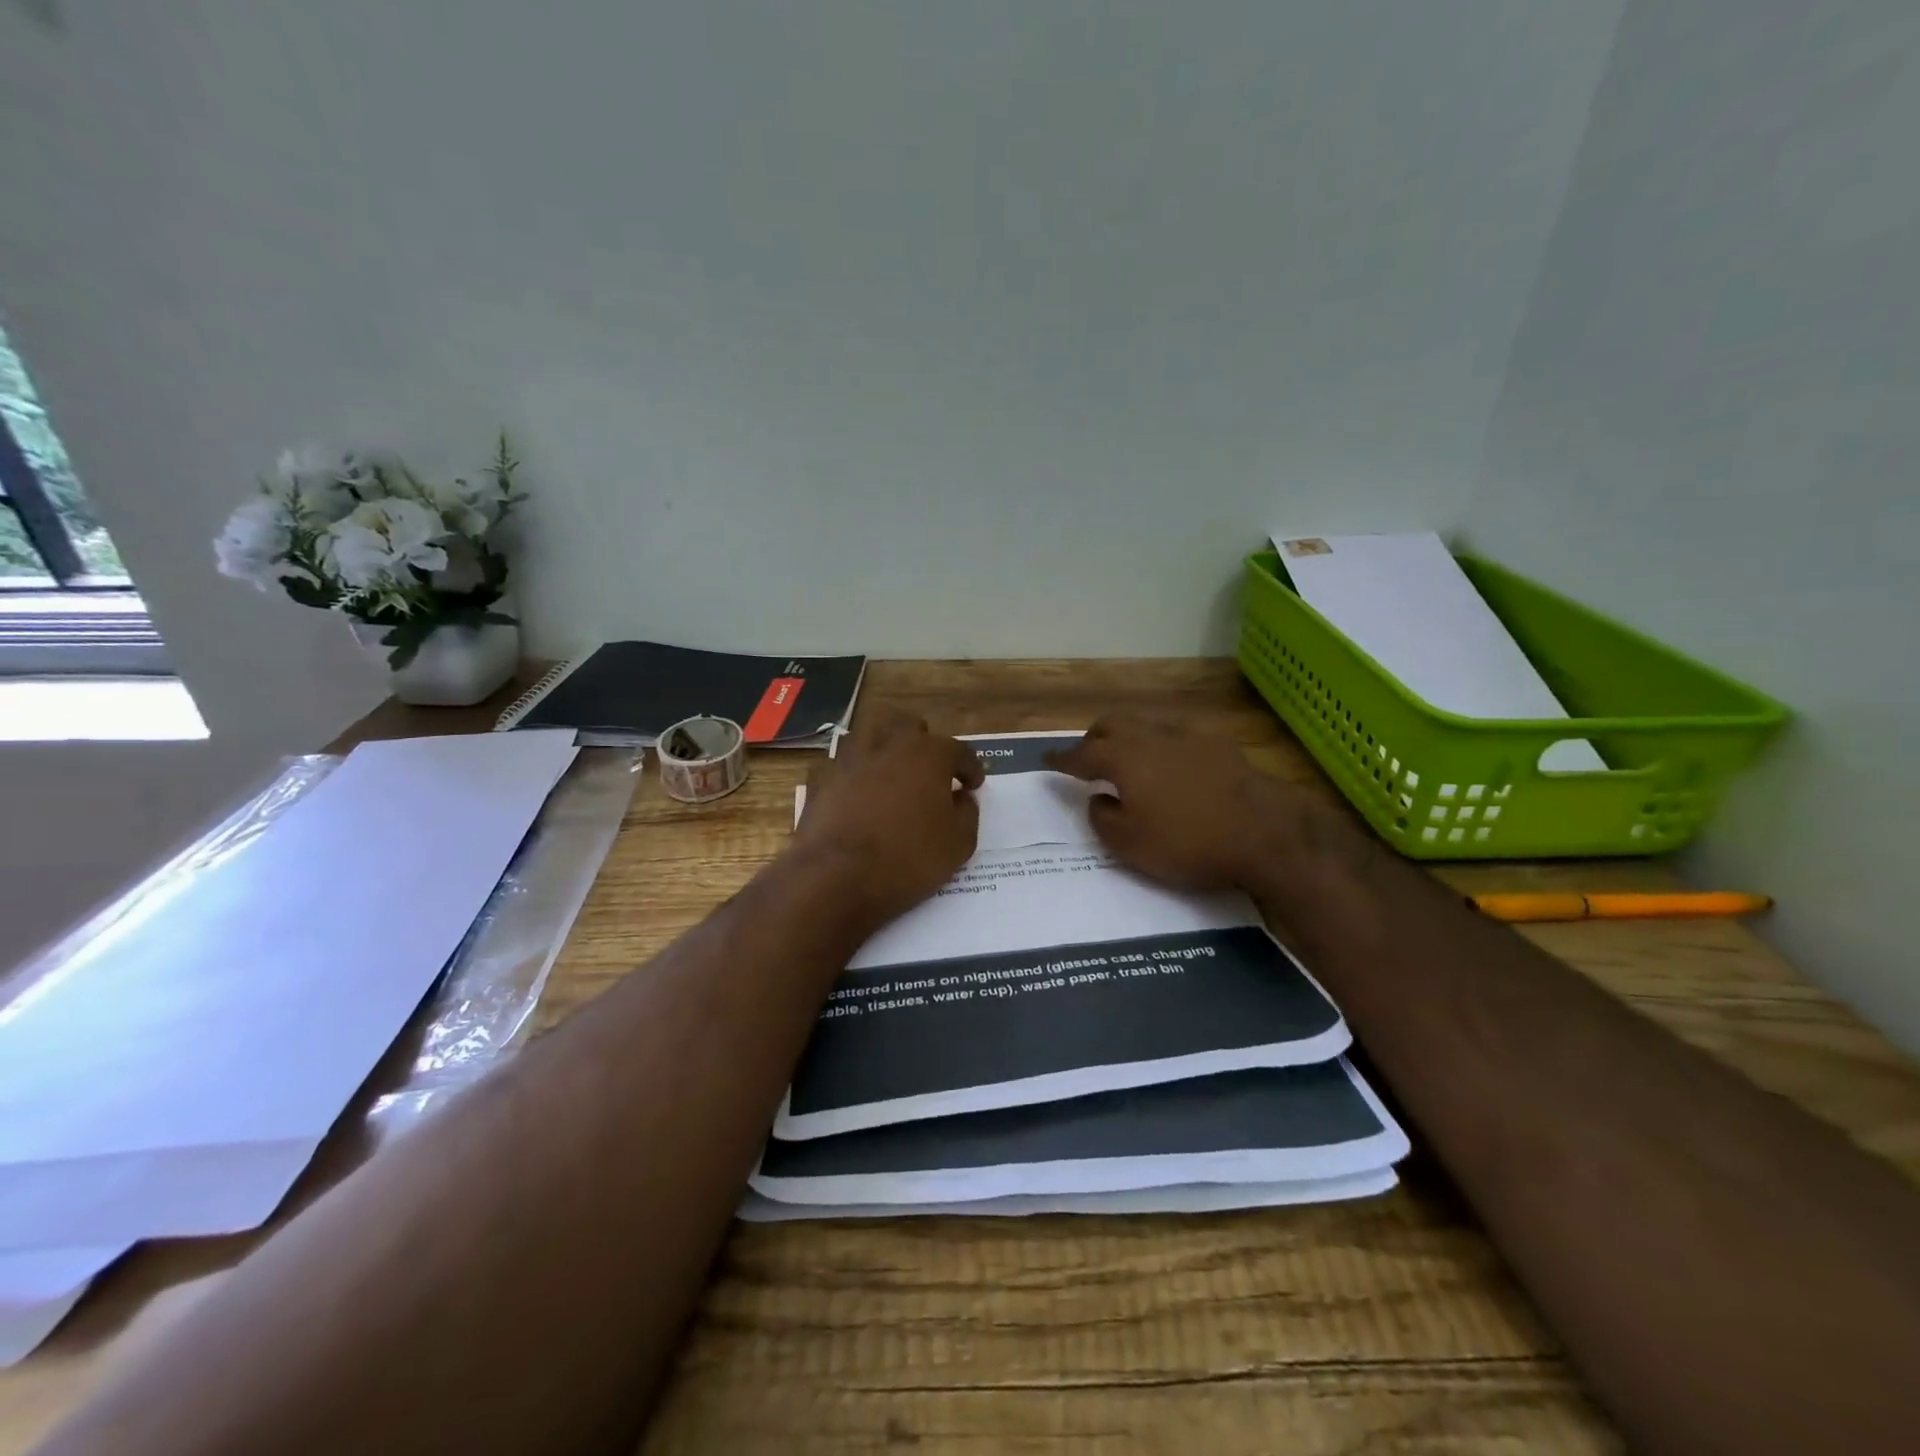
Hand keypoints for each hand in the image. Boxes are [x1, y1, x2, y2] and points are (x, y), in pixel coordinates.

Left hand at [791, 711, 983, 926]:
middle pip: (909, 726)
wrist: (837, 876)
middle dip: (924, 743)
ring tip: (891, 770)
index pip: (958, 751)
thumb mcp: (958, 844)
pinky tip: (856, 789)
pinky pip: (840, 763)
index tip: (973, 785)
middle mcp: (889, 744)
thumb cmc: (908, 858)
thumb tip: (962, 798)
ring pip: (870, 734)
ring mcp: (850, 758)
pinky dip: (852, 771)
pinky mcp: (822, 778)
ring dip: (884, 746)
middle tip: (930, 770)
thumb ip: (967, 813)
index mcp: (929, 754)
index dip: (970, 768)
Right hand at [1045, 715, 1359, 892]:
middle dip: (1094, 738)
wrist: (1266, 833)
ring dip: (1129, 736)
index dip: (1062, 758)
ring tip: (1128, 756)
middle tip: (1088, 756)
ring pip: (1147, 723)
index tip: (1047, 759)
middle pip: (1113, 724)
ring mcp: (1189, 735)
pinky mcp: (1220, 745)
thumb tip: (1099, 799)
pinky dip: (1162, 743)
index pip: (1082, 753)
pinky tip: (1171, 761)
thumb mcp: (1130, 844)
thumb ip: (1102, 818)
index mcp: (1124, 757)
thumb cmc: (1188, 842)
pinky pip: (1178, 734)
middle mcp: (1152, 736)